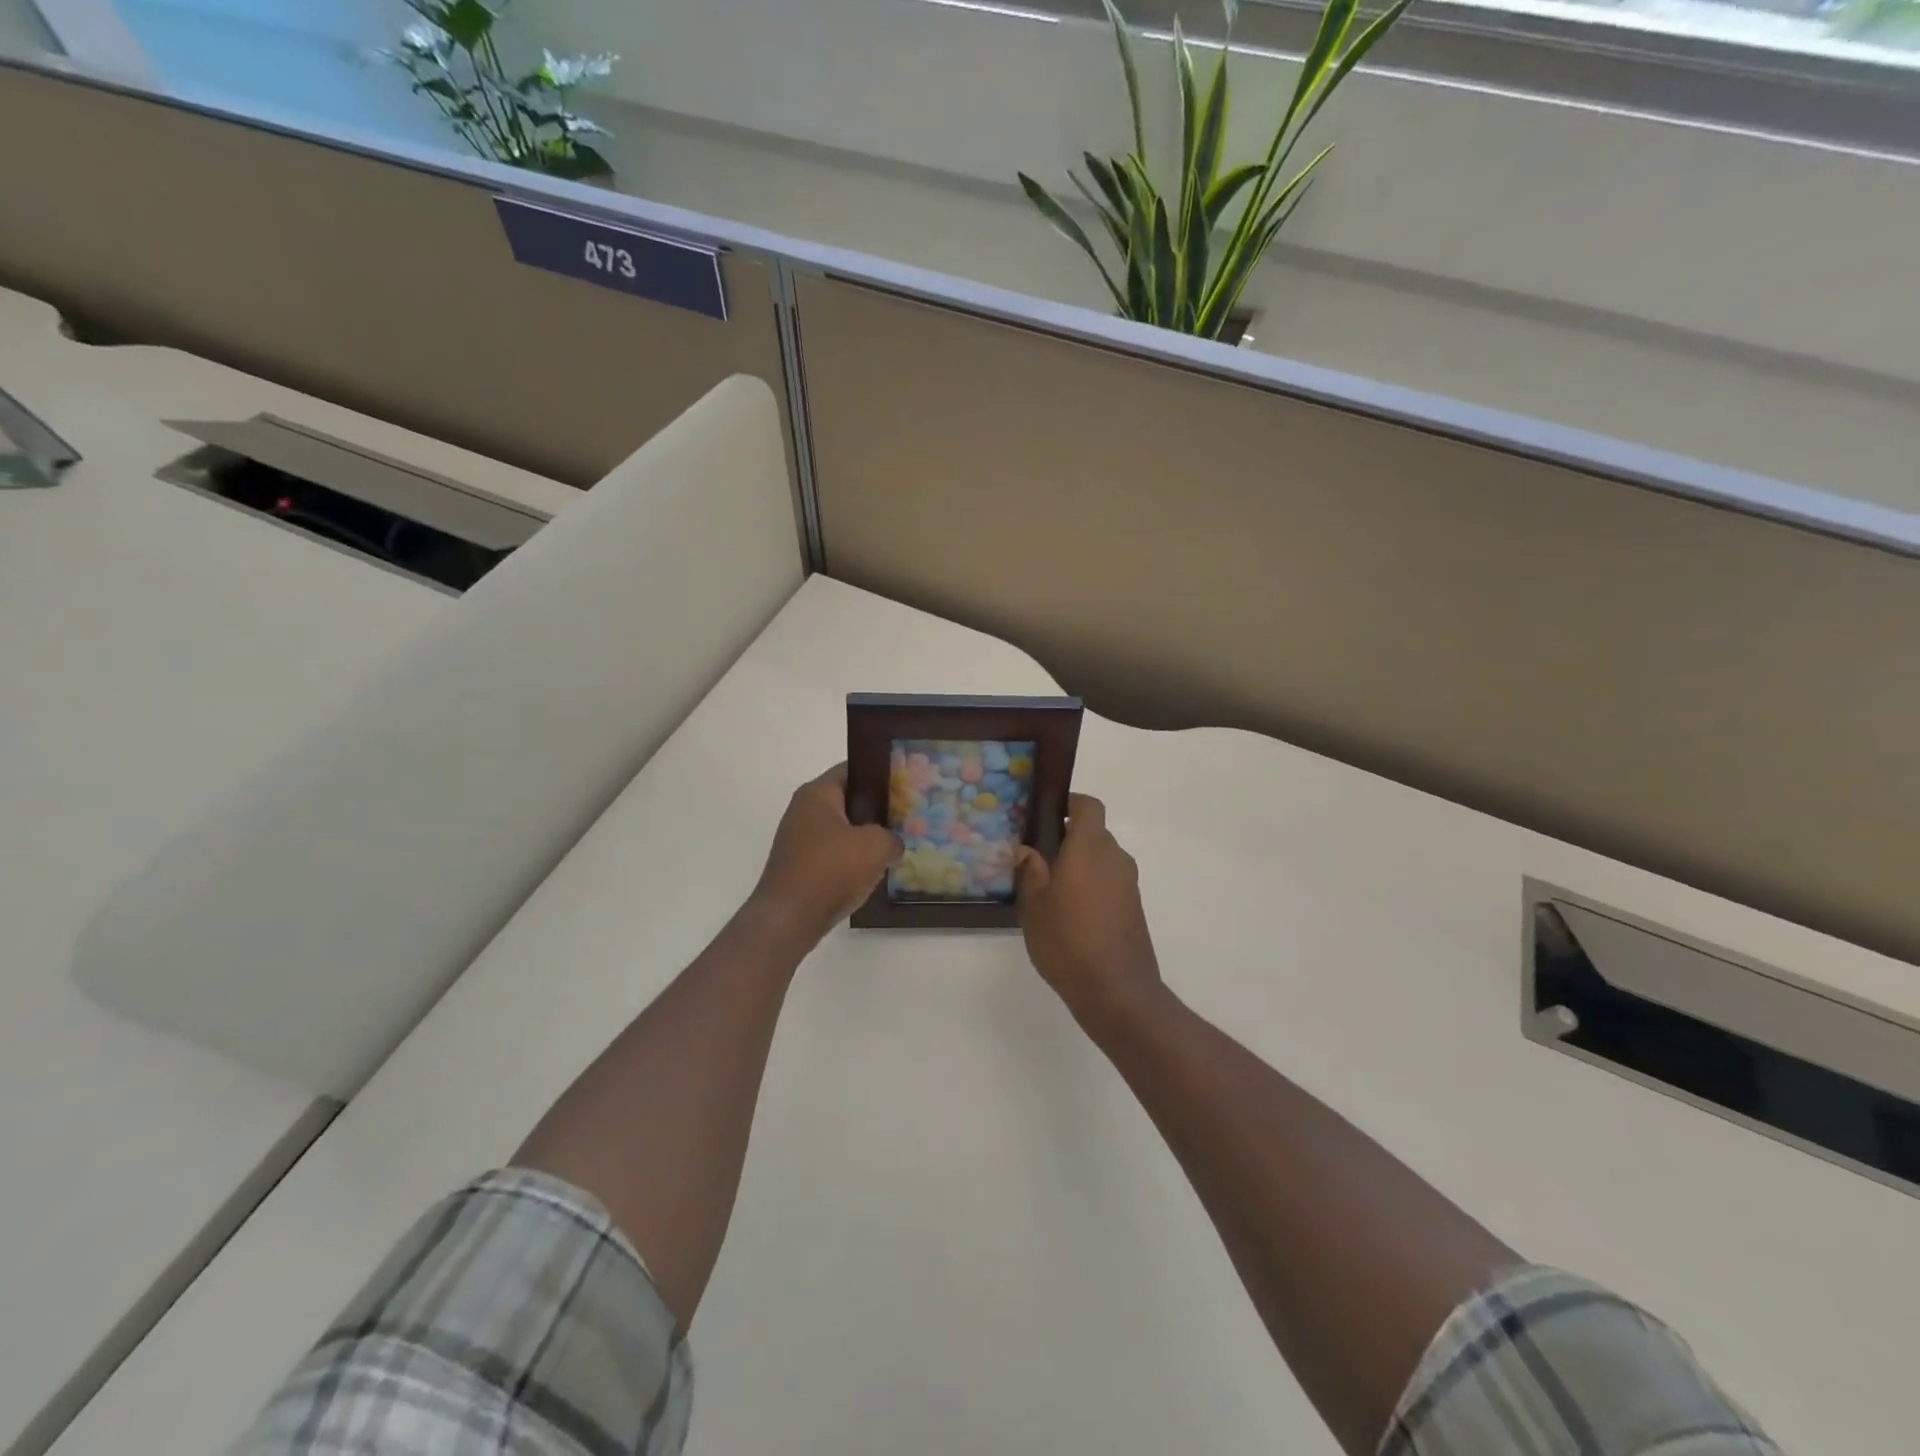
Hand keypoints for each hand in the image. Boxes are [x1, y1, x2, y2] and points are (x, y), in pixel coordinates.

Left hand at [748, 764, 902, 947]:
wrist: (788, 919)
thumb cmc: (830, 869)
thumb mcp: (875, 847)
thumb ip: (892, 838)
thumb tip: (892, 845)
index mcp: (817, 794)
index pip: (852, 770)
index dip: (880, 774)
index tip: (905, 784)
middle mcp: (804, 811)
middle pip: (848, 800)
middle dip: (877, 809)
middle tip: (906, 816)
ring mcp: (800, 840)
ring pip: (843, 830)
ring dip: (866, 839)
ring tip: (895, 846)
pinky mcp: (801, 866)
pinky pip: (834, 854)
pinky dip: (852, 860)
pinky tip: (873, 872)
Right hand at [1015, 794, 1163, 1030]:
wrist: (1116, 990)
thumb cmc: (1067, 940)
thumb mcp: (1033, 905)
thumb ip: (1030, 871)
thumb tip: (1027, 849)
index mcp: (1089, 847)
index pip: (1088, 806)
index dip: (1071, 803)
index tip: (1048, 814)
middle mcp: (1115, 857)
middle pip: (1094, 833)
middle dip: (1069, 839)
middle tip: (1040, 858)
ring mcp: (1129, 883)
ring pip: (1102, 859)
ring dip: (1081, 865)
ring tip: (1052, 889)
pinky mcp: (1134, 907)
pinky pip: (1111, 882)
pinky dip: (1093, 886)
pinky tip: (1072, 913)